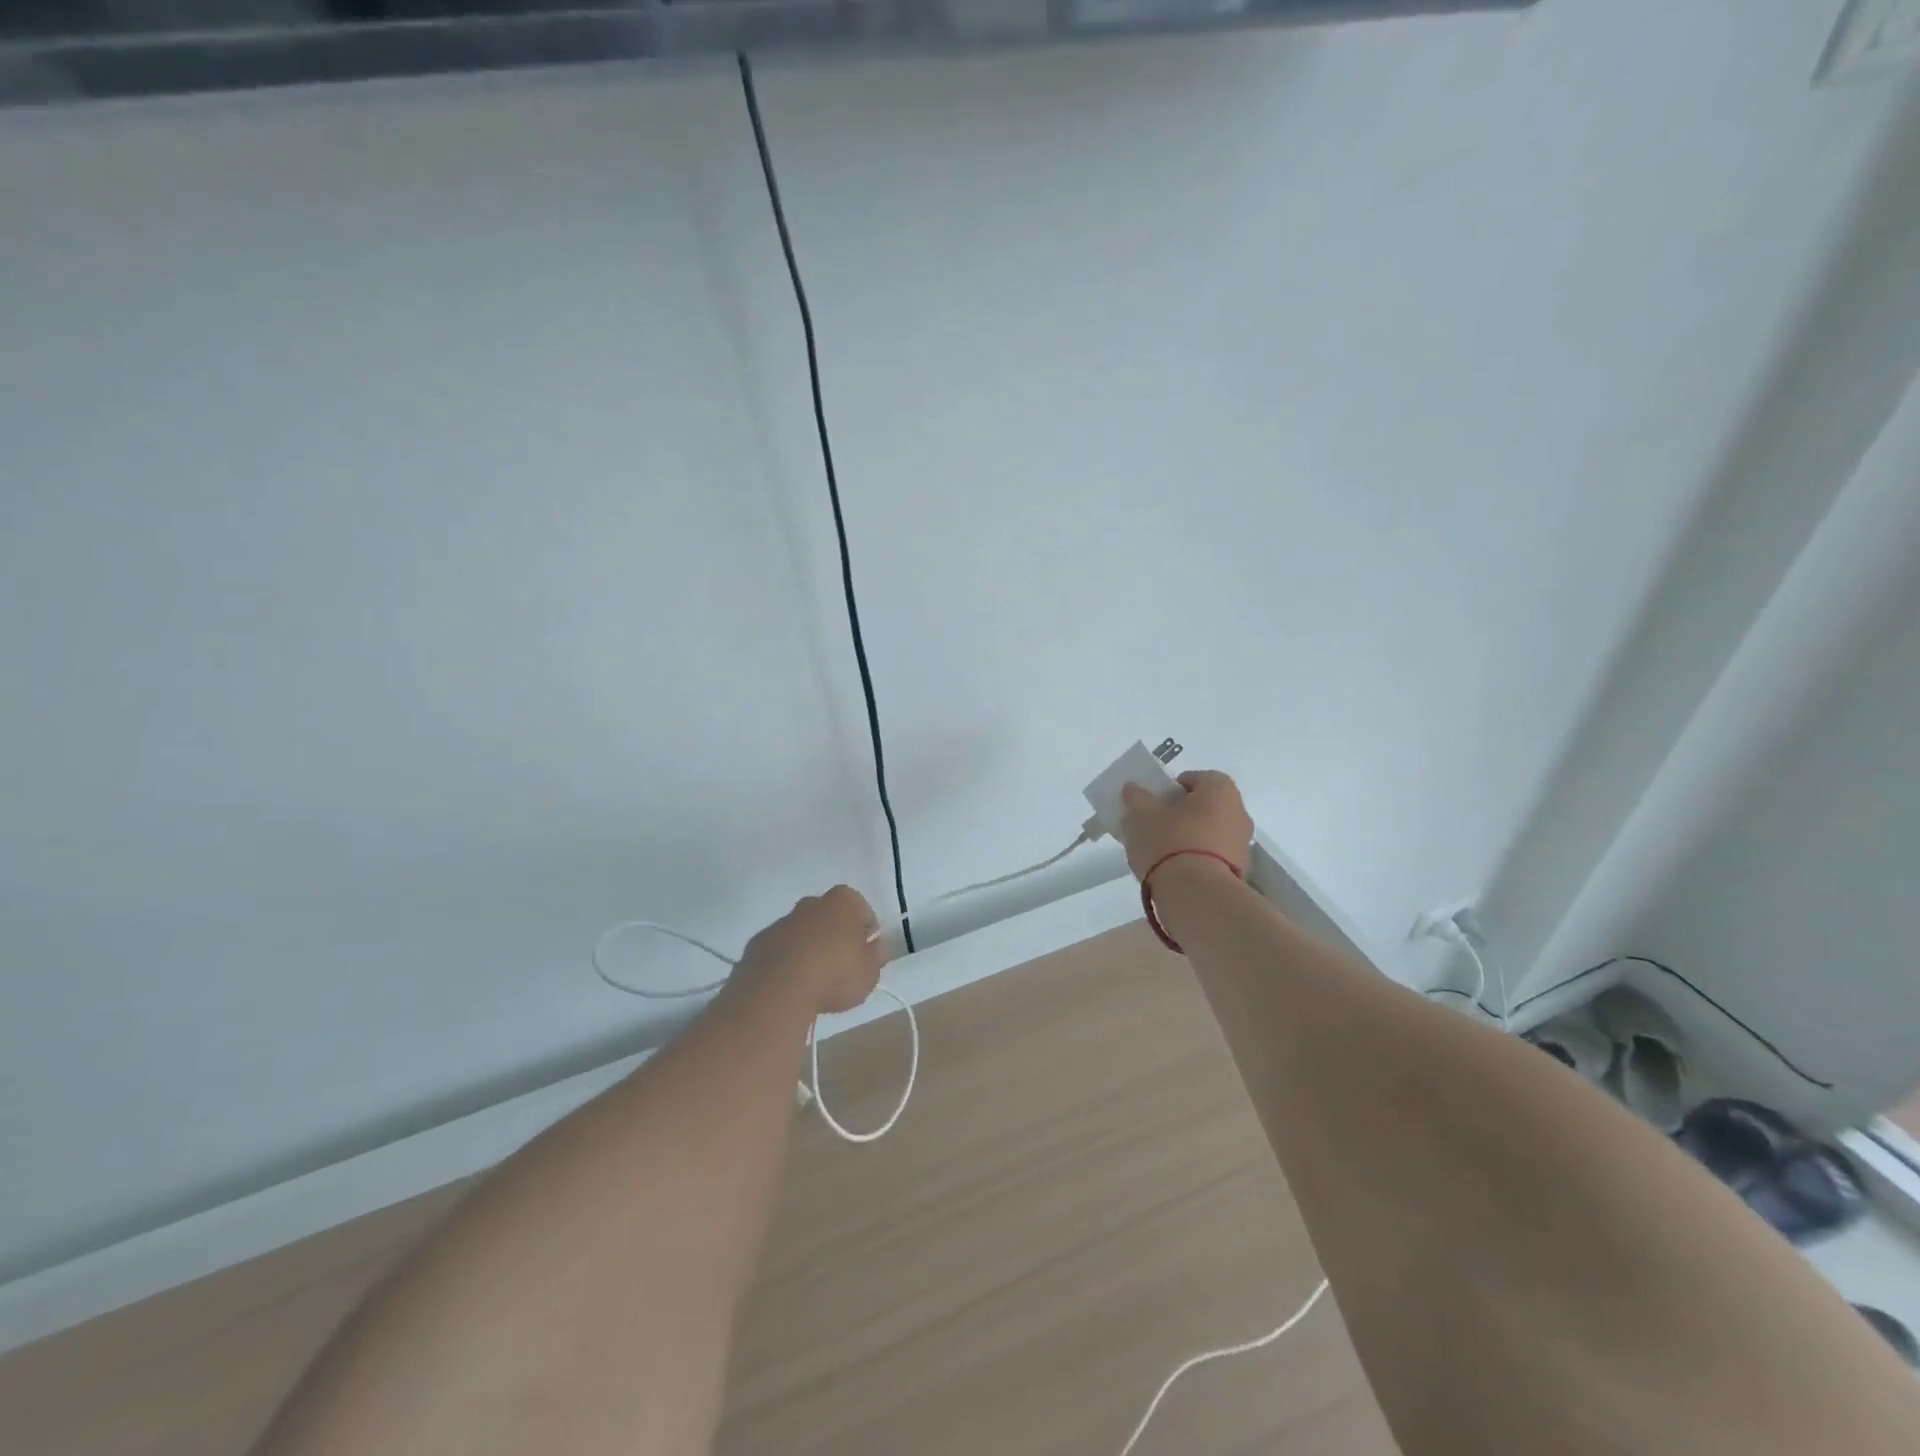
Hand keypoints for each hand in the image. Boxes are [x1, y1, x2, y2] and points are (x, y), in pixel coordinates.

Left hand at [737, 885, 886, 1015]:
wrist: (778, 990)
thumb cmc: (835, 974)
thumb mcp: (869, 974)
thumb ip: (876, 958)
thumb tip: (877, 948)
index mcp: (843, 902)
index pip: (863, 911)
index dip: (867, 934)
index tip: (866, 957)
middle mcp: (811, 903)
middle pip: (829, 917)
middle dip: (835, 936)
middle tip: (841, 968)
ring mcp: (782, 921)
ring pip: (802, 932)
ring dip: (809, 949)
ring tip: (814, 983)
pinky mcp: (758, 942)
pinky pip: (779, 950)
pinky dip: (786, 962)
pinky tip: (790, 986)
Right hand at [1118, 770, 1253, 882]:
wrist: (1196, 895)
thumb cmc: (1168, 842)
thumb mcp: (1140, 815)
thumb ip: (1136, 798)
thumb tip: (1134, 788)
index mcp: (1220, 790)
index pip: (1198, 778)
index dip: (1174, 787)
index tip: (1156, 801)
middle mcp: (1239, 813)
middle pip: (1207, 806)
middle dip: (1183, 813)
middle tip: (1156, 825)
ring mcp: (1242, 846)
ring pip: (1211, 834)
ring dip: (1191, 839)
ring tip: (1161, 853)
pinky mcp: (1239, 874)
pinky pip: (1214, 858)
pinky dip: (1198, 861)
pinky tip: (1175, 873)